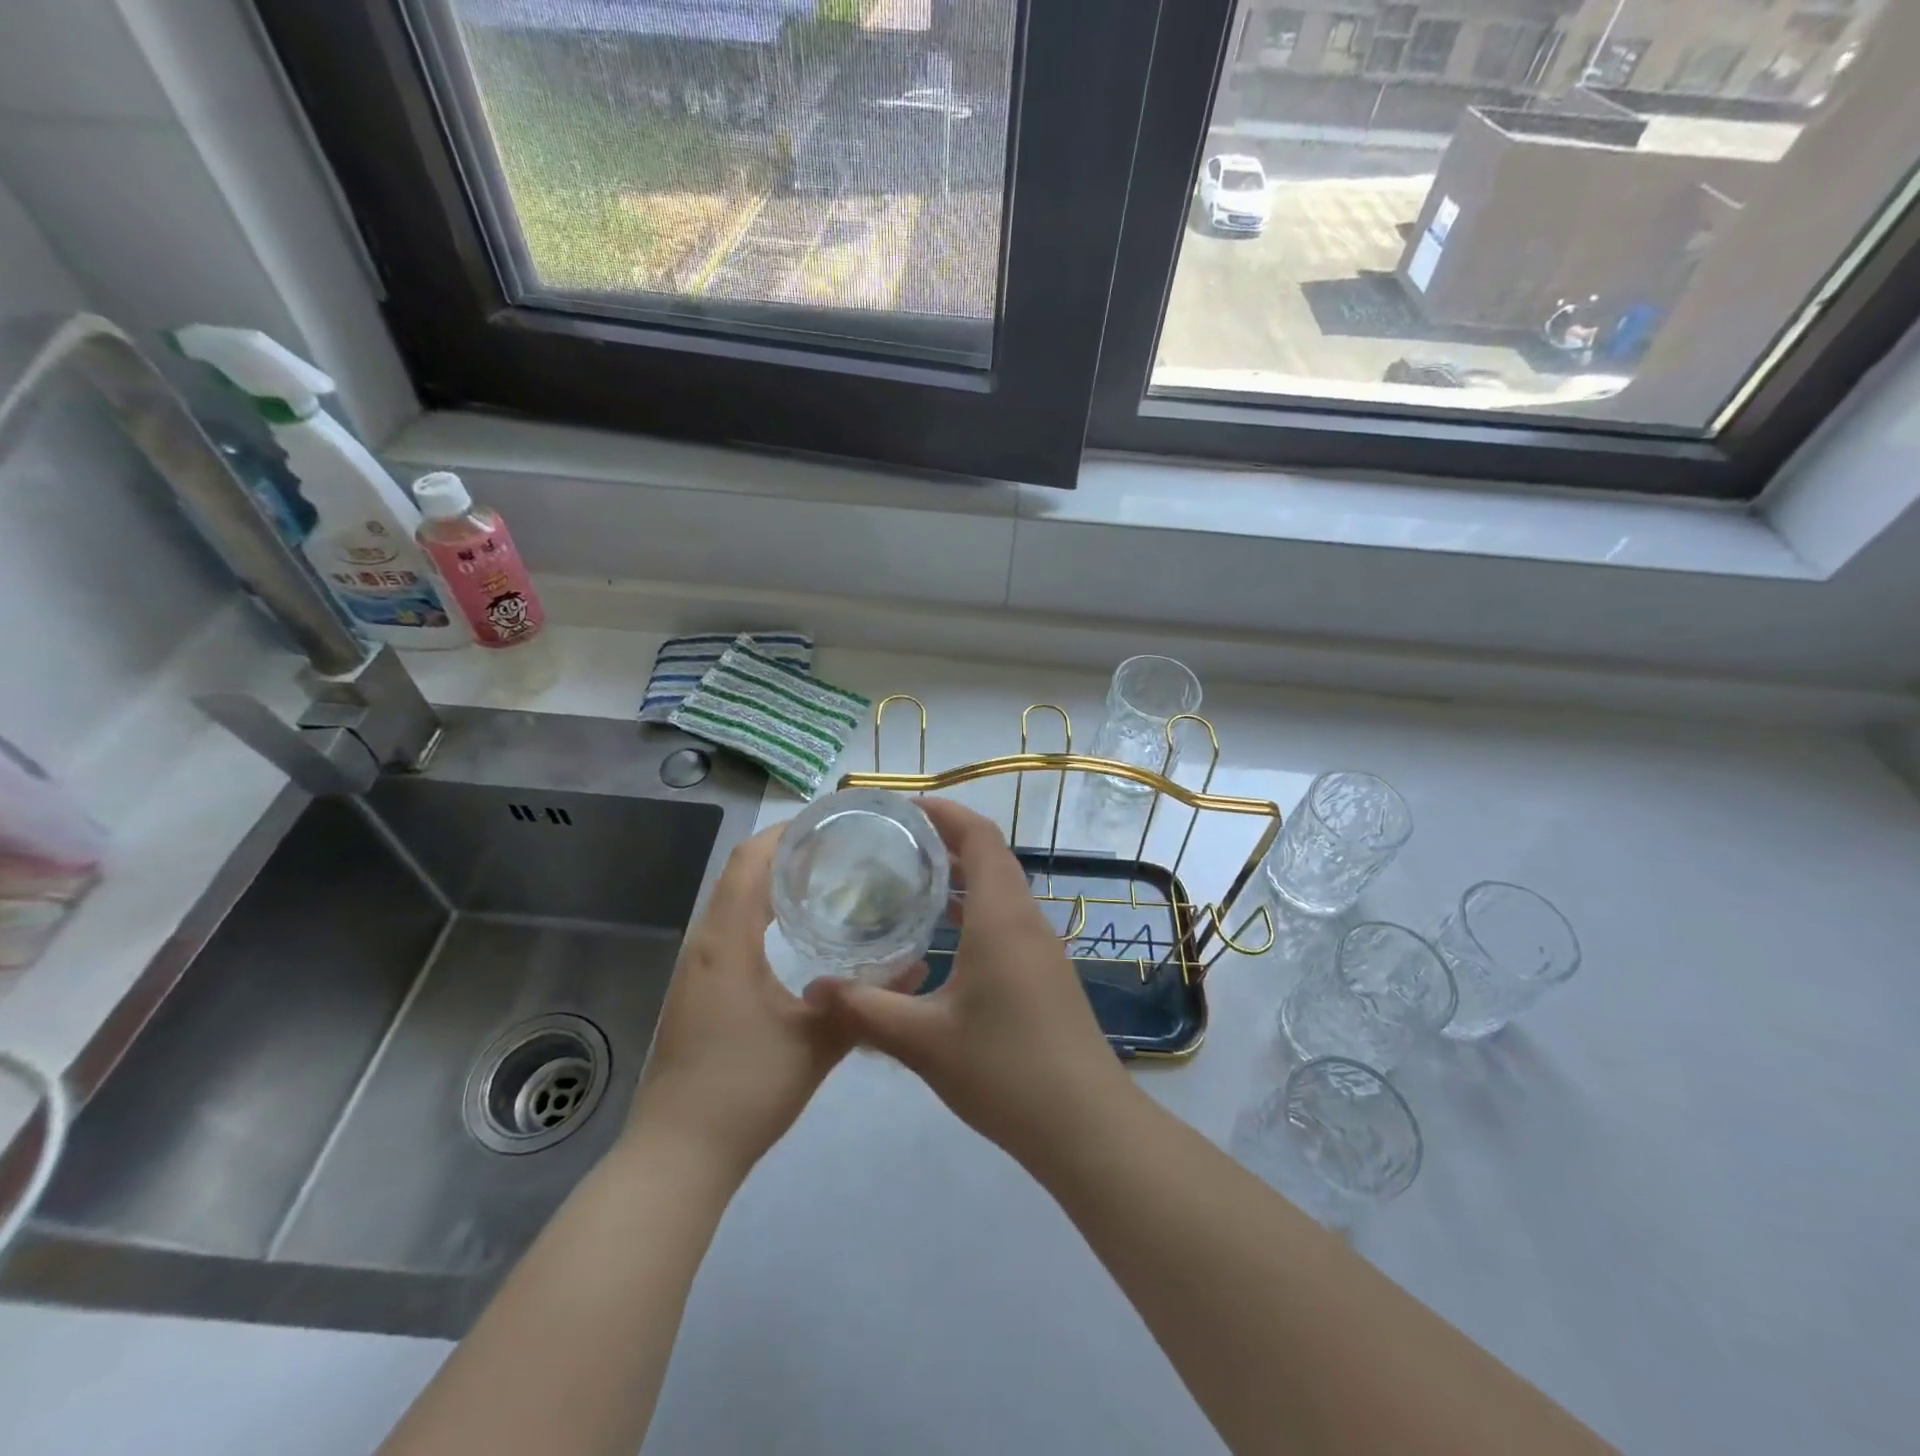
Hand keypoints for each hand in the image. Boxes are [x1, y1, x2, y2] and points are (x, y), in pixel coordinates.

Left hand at [627, 824, 848, 1179]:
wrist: (678, 1155)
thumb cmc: (746, 1089)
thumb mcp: (818, 1041)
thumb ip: (868, 1001)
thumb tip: (918, 965)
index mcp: (727, 941)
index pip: (752, 860)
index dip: (788, 832)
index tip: (832, 822)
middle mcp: (704, 943)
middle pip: (741, 873)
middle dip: (786, 852)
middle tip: (840, 848)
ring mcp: (695, 968)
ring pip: (733, 901)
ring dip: (772, 881)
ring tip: (824, 878)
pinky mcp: (696, 990)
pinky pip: (729, 929)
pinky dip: (760, 912)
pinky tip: (794, 932)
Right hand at [803, 798, 1135, 1166]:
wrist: (1085, 1125)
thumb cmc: (1005, 1071)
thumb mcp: (923, 1041)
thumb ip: (864, 1009)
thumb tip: (813, 989)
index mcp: (1002, 918)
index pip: (980, 837)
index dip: (946, 812)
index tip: (905, 807)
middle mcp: (1026, 920)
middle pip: (991, 857)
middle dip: (947, 840)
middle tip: (895, 842)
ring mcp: (1041, 947)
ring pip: (1001, 890)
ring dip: (962, 876)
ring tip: (910, 881)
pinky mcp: (1045, 973)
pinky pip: (1007, 919)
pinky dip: (975, 909)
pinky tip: (942, 938)